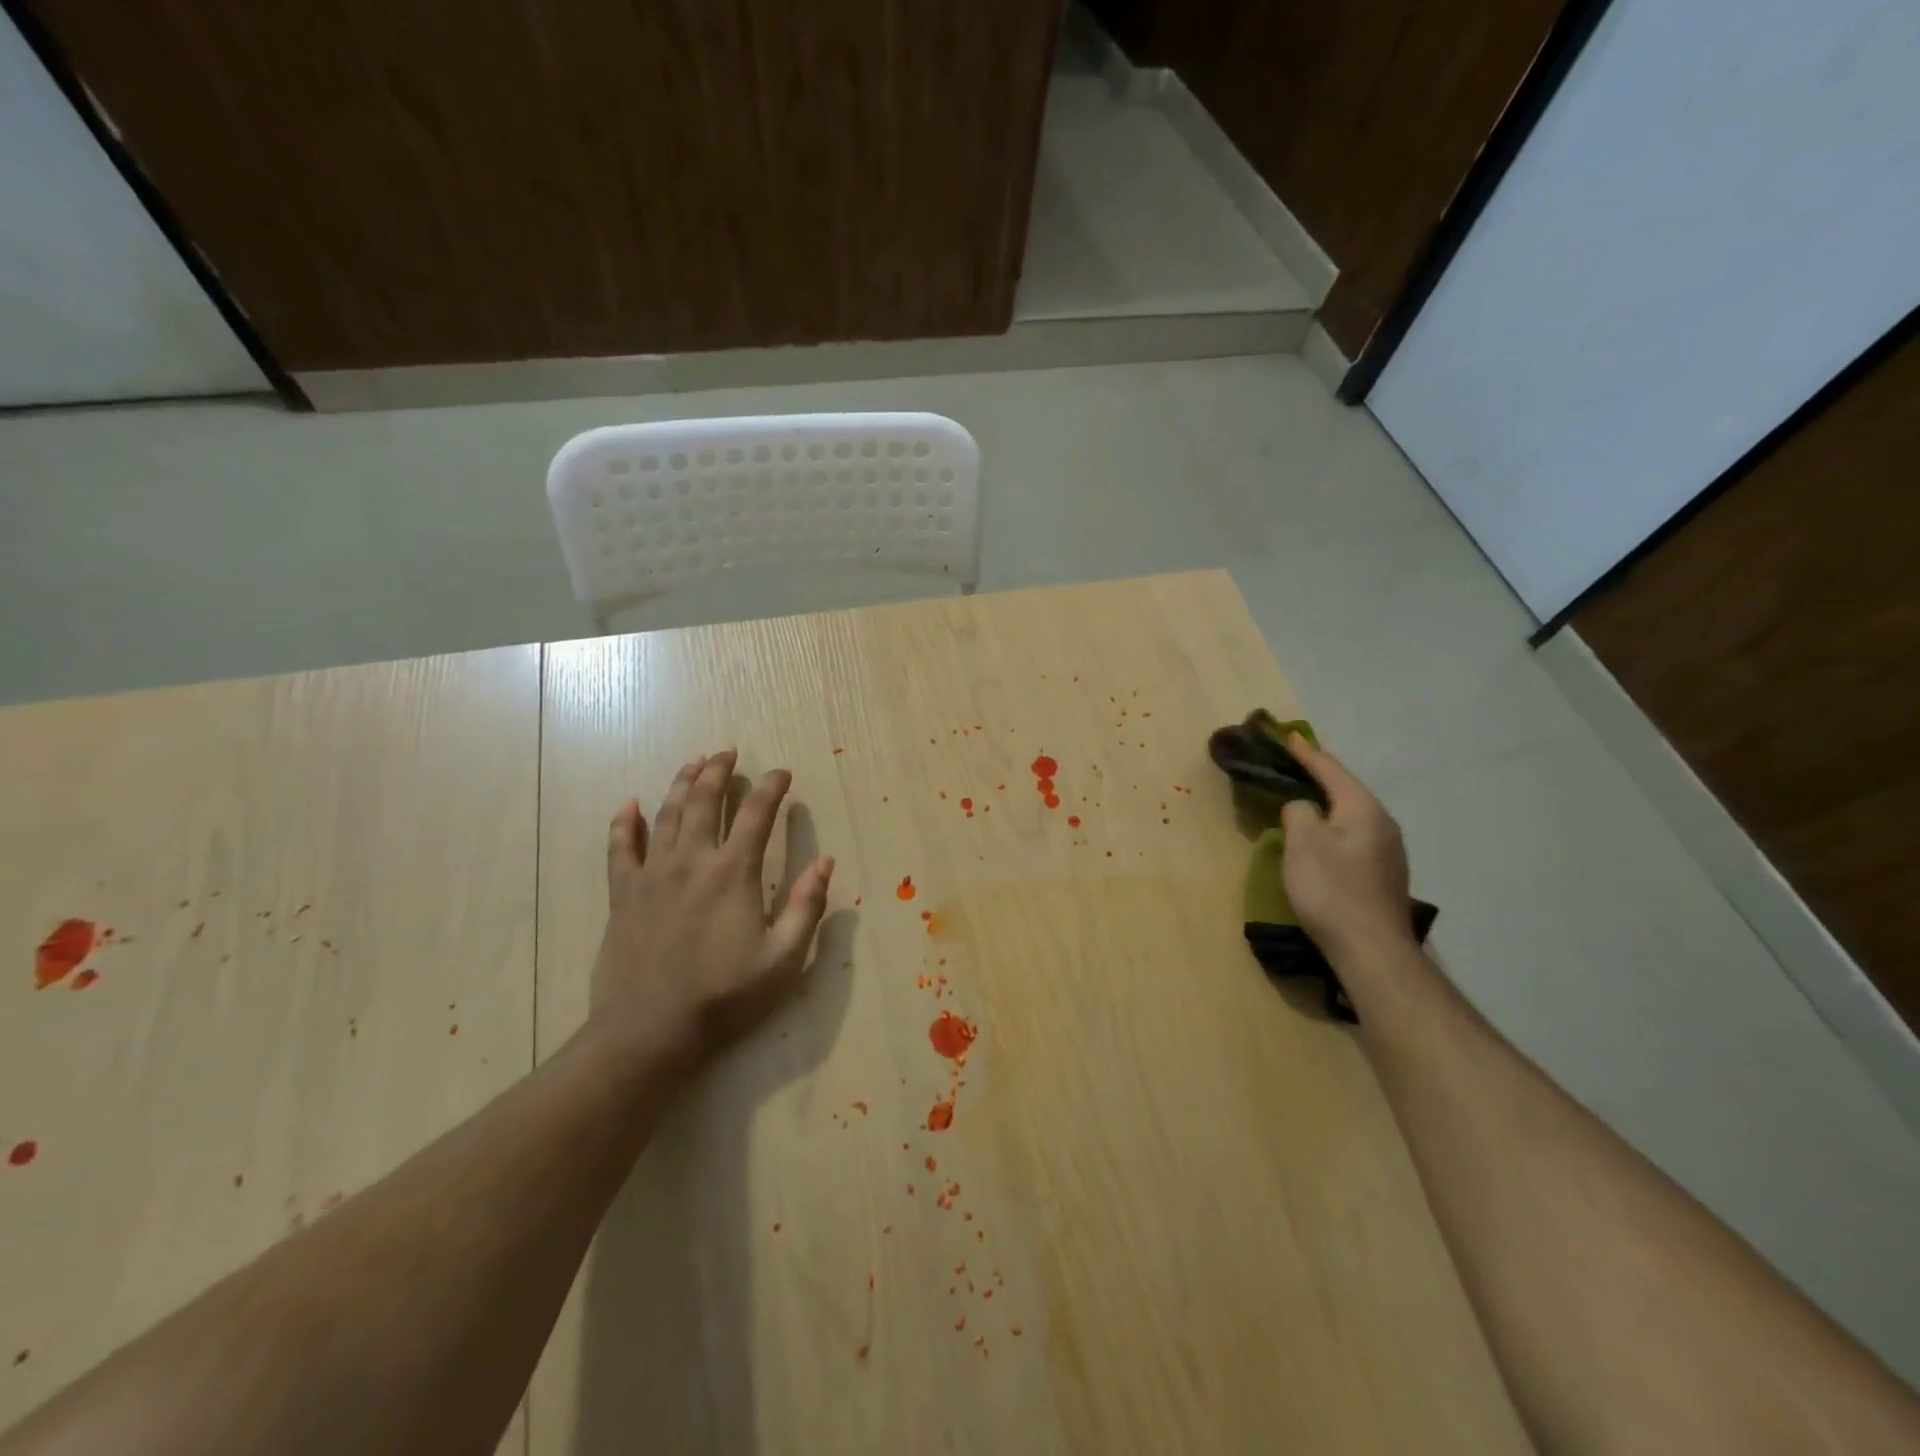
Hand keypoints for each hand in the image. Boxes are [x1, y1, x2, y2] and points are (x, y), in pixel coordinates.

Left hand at [590, 749, 833, 1064]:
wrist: (649, 1032)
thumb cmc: (724, 997)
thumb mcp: (783, 958)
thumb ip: (805, 907)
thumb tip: (824, 862)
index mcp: (733, 873)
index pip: (756, 814)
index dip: (772, 787)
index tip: (782, 773)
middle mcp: (691, 861)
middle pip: (704, 800)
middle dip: (719, 770)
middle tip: (729, 752)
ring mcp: (652, 875)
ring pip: (666, 814)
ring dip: (681, 784)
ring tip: (694, 762)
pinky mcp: (622, 895)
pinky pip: (620, 849)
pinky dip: (624, 824)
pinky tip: (629, 805)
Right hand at [1279, 734, 1415, 961]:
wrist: (1372, 949)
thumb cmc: (1332, 890)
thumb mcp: (1302, 843)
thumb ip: (1298, 813)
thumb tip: (1302, 808)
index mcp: (1363, 809)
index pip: (1331, 770)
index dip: (1307, 753)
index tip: (1289, 736)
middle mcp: (1382, 823)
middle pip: (1345, 791)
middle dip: (1319, 778)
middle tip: (1293, 766)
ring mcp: (1388, 851)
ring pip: (1350, 816)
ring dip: (1326, 806)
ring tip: (1303, 801)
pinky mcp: (1383, 875)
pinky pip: (1353, 837)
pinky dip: (1333, 829)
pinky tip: (1321, 840)